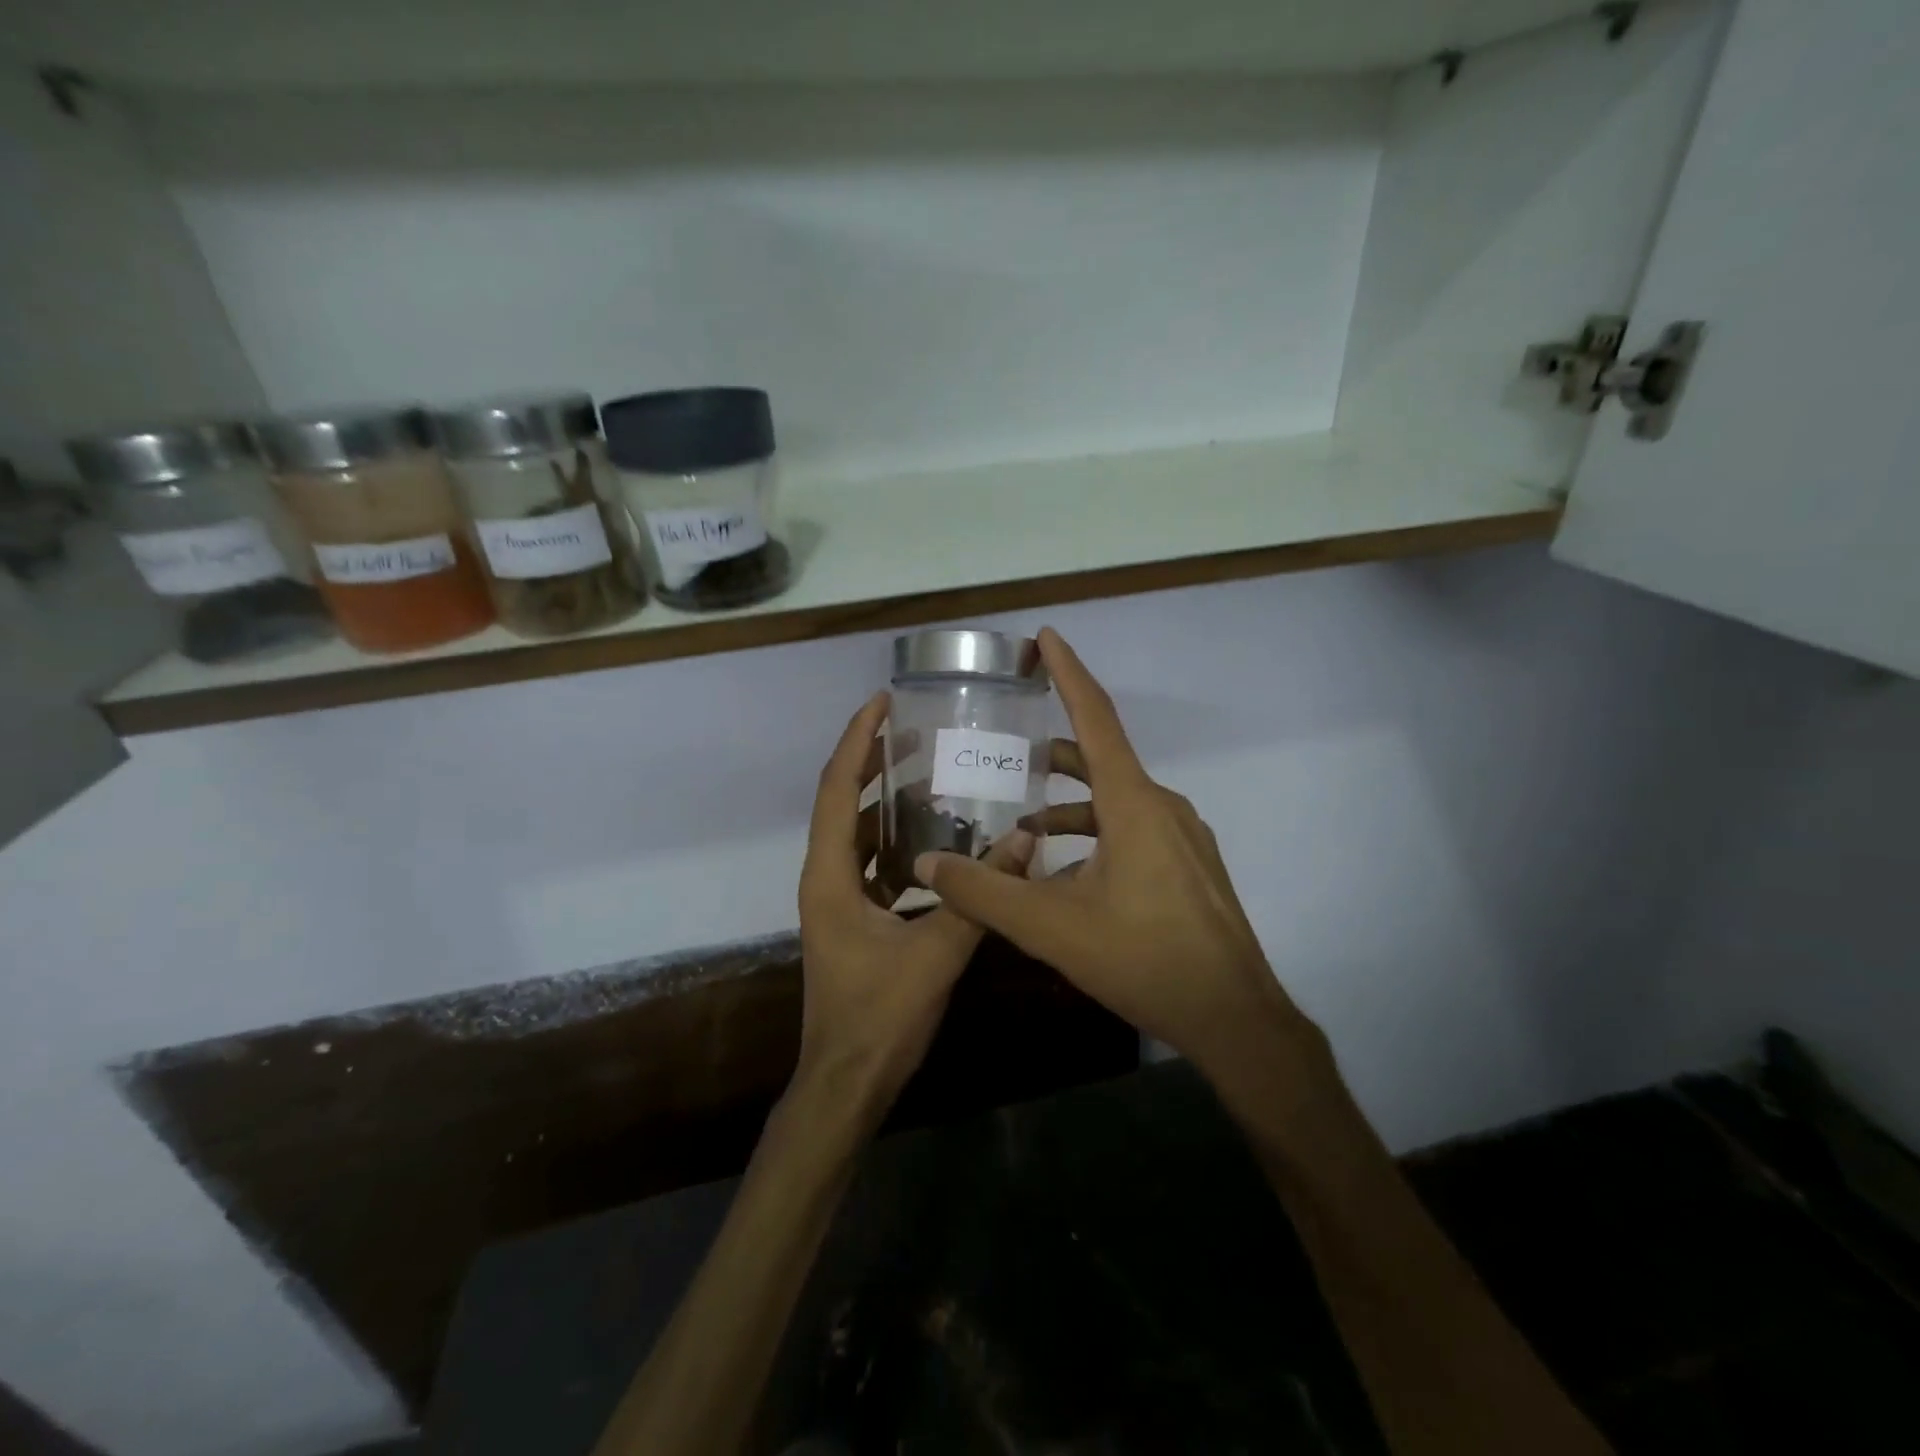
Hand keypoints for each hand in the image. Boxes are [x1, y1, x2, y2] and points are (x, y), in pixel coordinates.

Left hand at [794, 691, 1035, 1124]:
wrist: (847, 1083)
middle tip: (914, 731)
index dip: (857, 741)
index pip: (837, 789)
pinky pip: (872, 866)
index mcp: (830, 876)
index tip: (881, 702)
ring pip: (857, 835)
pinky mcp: (853, 921)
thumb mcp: (936, 953)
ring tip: (930, 776)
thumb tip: (1024, 841)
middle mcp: (825, 879)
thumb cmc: (879, 1017)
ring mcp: (836, 901)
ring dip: (885, 804)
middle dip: (872, 762)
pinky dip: (898, 844)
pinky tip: (939, 844)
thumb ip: (980, 896)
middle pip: (842, 803)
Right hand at [914, 629, 1325, 1083]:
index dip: (1068, 672)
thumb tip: (928, 863)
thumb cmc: (1144, 959)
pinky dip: (1095, 834)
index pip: (1096, 717)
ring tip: (1024, 828)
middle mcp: (1162, 806)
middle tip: (1010, 750)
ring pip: (1116, 801)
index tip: (1046, 637)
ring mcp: (1182, 837)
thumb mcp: (1051, 928)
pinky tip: (1068, 875)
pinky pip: (1134, 830)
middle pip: (1101, 760)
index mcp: (1133, 803)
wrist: (1233, 1016)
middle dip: (1054, 752)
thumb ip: (984, 893)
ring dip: (1070, 806)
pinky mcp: (1190, 865)